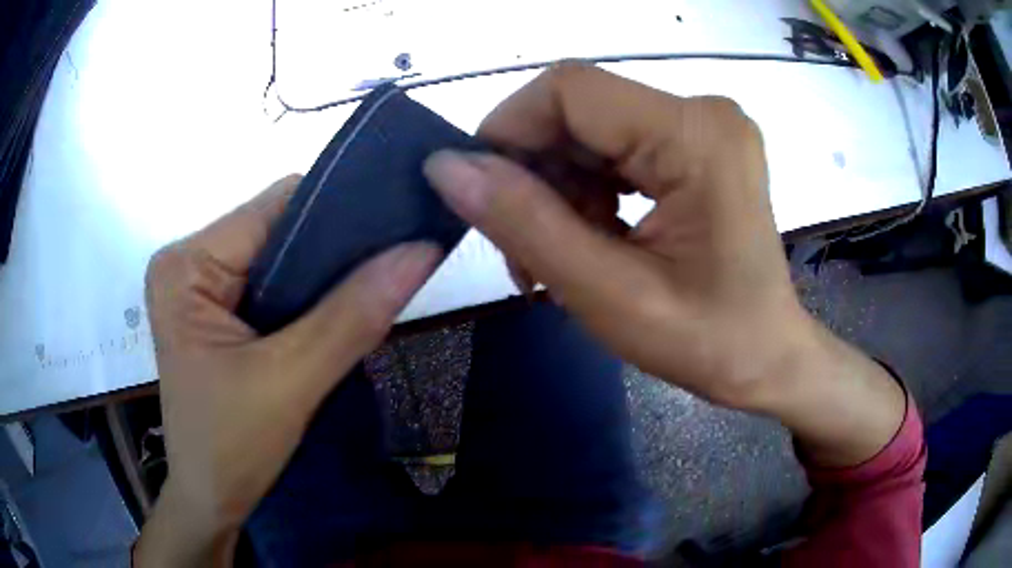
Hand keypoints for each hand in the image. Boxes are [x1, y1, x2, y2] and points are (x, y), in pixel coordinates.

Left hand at [135, 176, 440, 565]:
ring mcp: (200, 285)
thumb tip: (422, 251)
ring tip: (367, 291)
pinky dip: (308, 296)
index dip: (337, 216)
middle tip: (389, 268)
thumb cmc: (232, 447)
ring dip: (323, 276)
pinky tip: (337, 311)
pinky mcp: (215, 310)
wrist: (212, 501)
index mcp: (186, 264)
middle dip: (331, 251)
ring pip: (280, 256)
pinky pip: (273, 283)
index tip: (395, 232)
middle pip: (276, 228)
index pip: (274, 207)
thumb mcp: (291, 382)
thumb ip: (353, 316)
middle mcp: (189, 261)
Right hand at [424, 63, 904, 466]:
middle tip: (524, 251)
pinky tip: (590, 239)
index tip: (484, 197)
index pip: (569, 89)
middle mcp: (702, 112)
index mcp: (696, 135)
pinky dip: (587, 191)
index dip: (509, 130)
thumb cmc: (707, 342)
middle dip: (535, 173)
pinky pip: (615, 148)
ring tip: (556, 257)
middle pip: (579, 110)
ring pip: (590, 131)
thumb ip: (524, 223)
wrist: (768, 357)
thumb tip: (446, 167)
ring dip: (558, 189)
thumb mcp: (608, 294)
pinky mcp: (697, 145)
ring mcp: (702, 126)